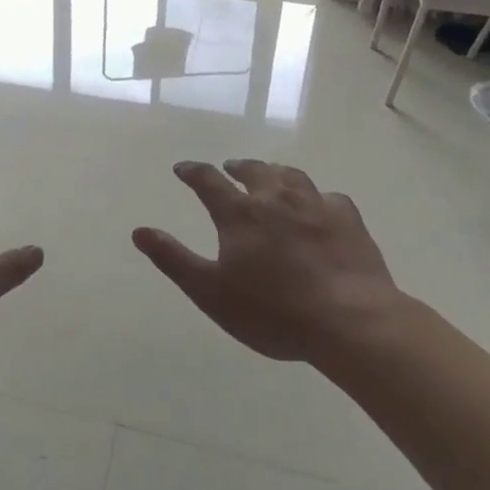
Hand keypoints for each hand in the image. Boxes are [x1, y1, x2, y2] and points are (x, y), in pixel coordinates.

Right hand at [134, 160, 404, 363]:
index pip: (208, 181)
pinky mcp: (348, 220)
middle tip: (230, 168)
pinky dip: (317, 198)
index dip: (193, 172)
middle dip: (237, 168)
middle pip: (253, 171)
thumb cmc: (273, 311)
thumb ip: (173, 259)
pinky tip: (320, 206)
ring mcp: (315, 205)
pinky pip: (329, 197)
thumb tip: (139, 231)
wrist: (349, 321)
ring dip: (275, 173)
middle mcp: (275, 198)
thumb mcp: (210, 292)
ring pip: (291, 176)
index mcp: (239, 213)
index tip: (182, 169)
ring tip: (271, 176)